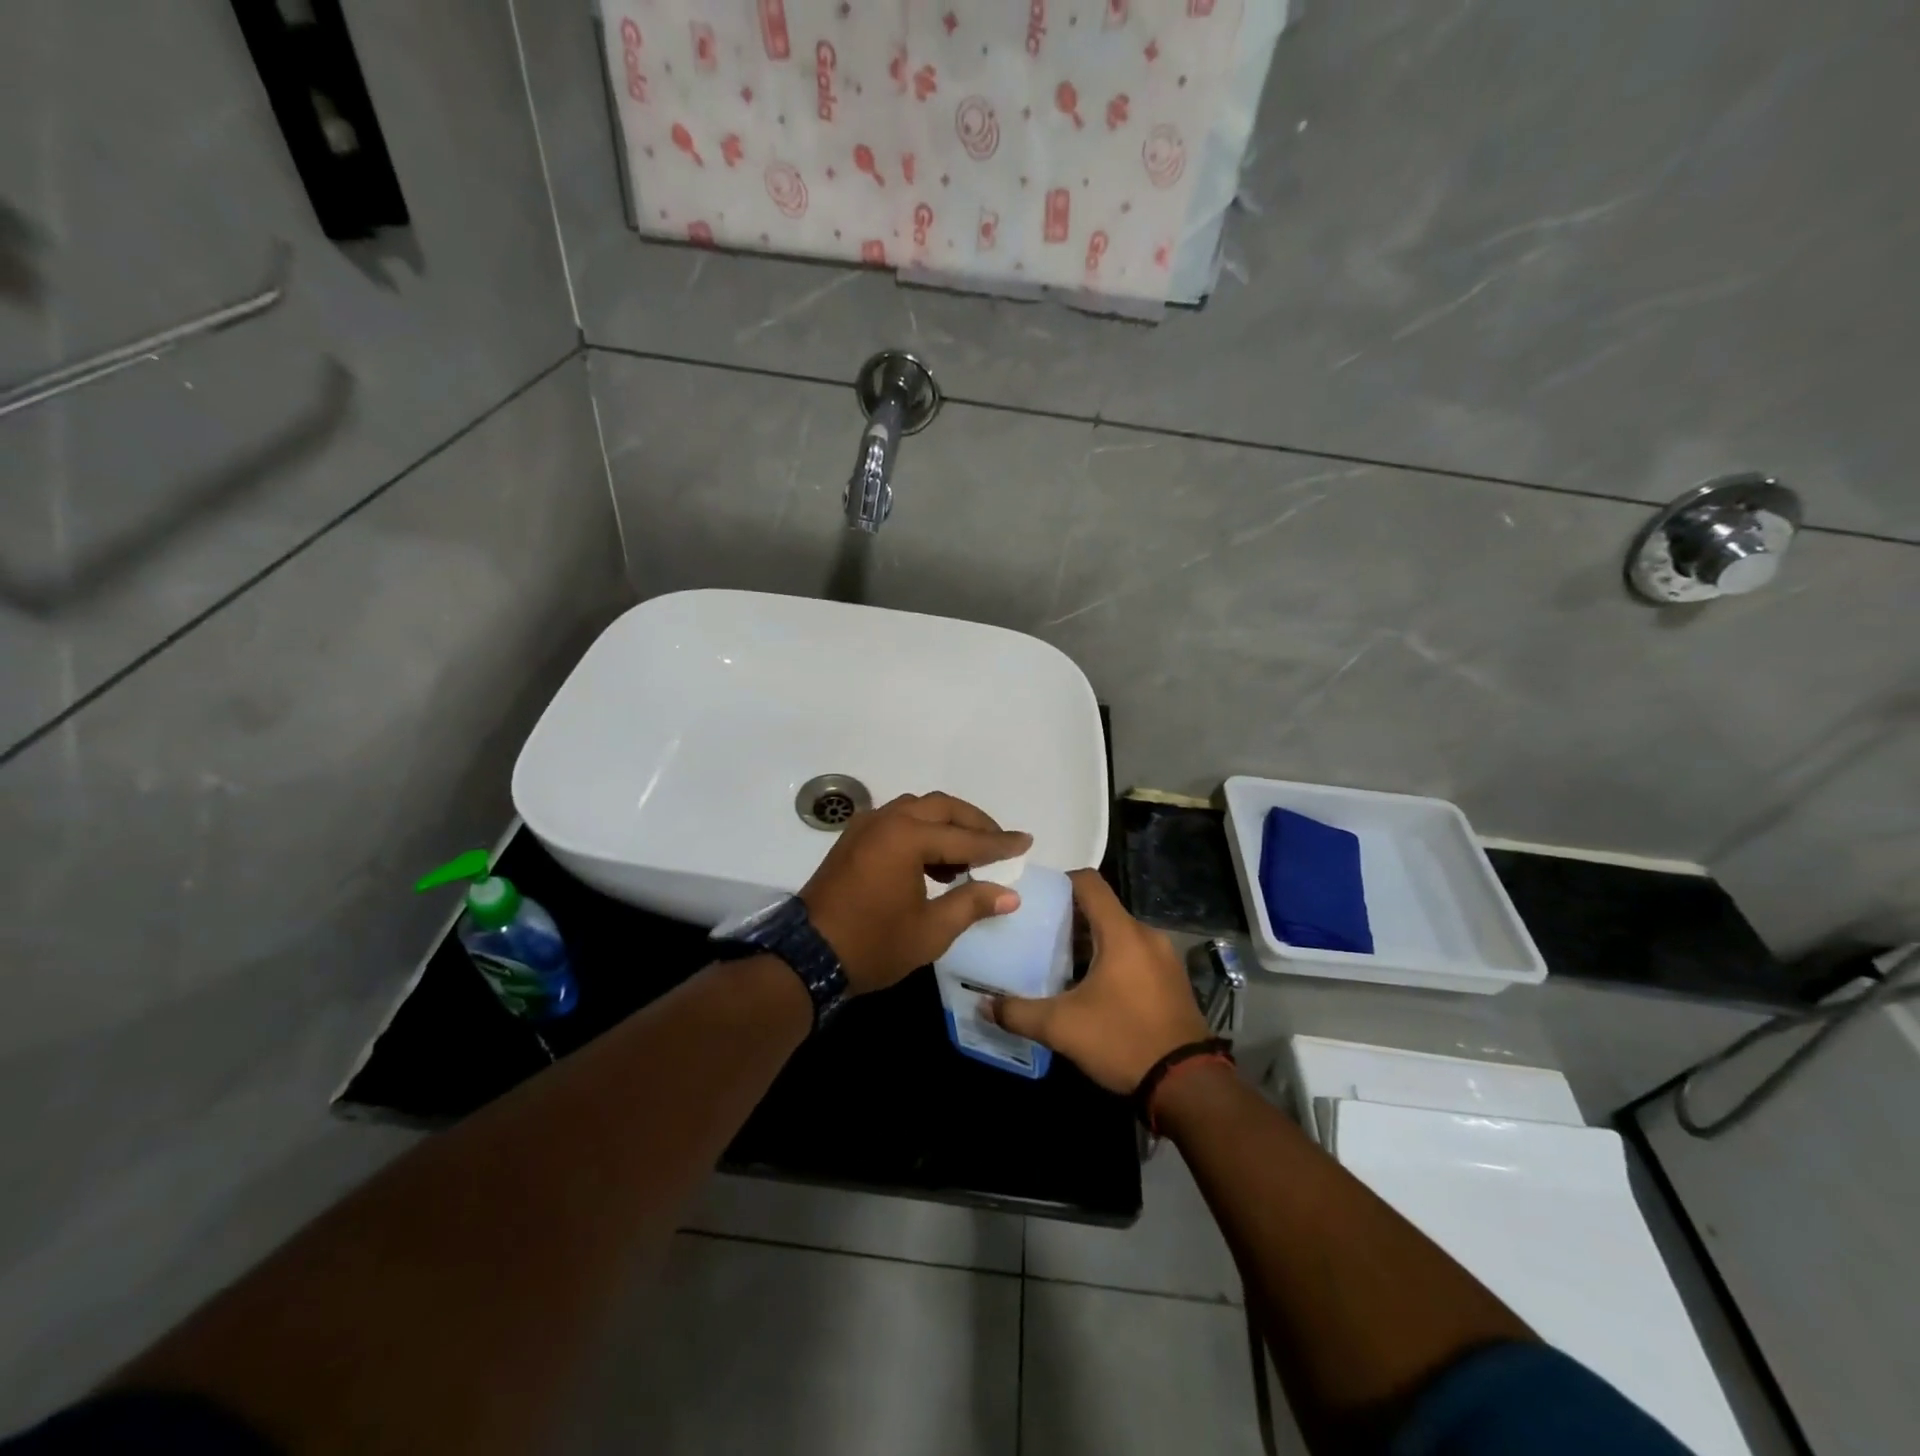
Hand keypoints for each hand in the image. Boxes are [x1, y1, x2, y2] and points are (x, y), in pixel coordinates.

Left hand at [800, 792, 1031, 995]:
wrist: (807, 957)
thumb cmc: (873, 944)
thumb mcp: (930, 930)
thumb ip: (971, 904)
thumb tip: (1009, 893)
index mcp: (907, 837)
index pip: (965, 837)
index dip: (999, 844)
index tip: (1026, 841)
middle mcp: (887, 820)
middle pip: (941, 807)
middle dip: (974, 823)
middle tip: (999, 843)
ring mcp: (866, 826)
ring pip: (917, 809)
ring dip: (947, 824)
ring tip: (970, 855)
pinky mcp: (853, 839)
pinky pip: (897, 821)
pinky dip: (922, 831)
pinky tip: (934, 861)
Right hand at [988, 870, 1209, 1093]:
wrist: (1188, 1085)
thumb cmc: (1123, 1040)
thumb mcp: (1062, 1028)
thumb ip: (1018, 1012)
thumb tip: (984, 1005)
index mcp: (1122, 933)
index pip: (1089, 882)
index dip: (1059, 880)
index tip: (1033, 894)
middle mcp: (1145, 935)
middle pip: (1101, 908)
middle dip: (1068, 916)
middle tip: (1035, 930)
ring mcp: (1163, 957)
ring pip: (1117, 933)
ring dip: (1089, 940)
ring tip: (1055, 958)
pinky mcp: (1170, 980)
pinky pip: (1133, 953)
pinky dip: (1109, 958)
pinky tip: (1088, 985)